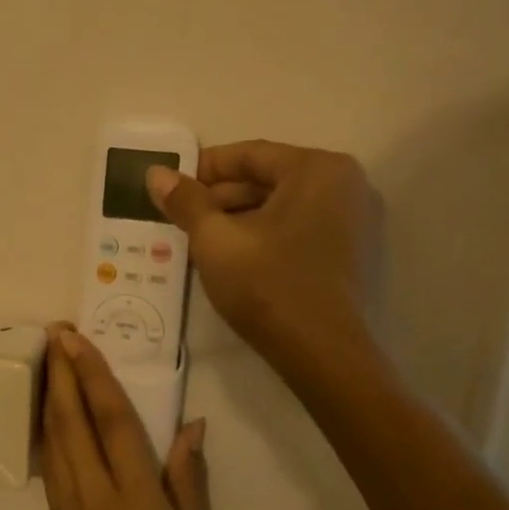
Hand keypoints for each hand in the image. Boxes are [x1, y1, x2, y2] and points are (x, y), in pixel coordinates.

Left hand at [40, 325, 212, 509]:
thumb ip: (189, 483)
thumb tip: (192, 427)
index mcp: (137, 500)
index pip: (112, 422)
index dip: (93, 375)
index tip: (76, 339)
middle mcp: (96, 494)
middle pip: (71, 420)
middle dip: (61, 371)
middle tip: (53, 331)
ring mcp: (69, 506)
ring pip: (54, 436)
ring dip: (50, 392)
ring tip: (49, 356)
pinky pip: (51, 460)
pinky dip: (48, 425)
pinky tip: (49, 407)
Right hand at [146, 140, 373, 358]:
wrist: (322, 354)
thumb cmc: (268, 284)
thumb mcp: (215, 239)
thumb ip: (185, 201)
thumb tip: (156, 173)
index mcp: (318, 169)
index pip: (249, 155)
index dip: (202, 169)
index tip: (169, 187)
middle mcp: (344, 185)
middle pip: (266, 179)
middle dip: (218, 198)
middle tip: (178, 217)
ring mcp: (352, 220)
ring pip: (279, 207)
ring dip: (236, 218)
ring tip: (195, 240)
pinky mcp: (348, 252)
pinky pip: (295, 228)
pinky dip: (261, 235)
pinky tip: (229, 257)